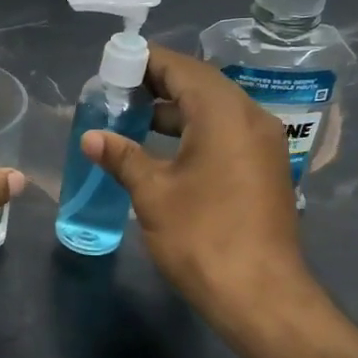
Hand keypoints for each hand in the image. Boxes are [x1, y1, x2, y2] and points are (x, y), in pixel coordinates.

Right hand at [81, 45, 323, 330]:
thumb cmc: (202, 238)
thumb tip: (91, 137)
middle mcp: (252, 119)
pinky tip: (166, 149)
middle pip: (202, 85)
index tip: (113, 65)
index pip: (183, 69)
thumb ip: (122, 157)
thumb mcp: (153, 194)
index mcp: (225, 115)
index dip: (146, 62)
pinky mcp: (266, 169)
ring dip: (178, 110)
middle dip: (159, 84)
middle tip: (118, 91)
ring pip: (216, 110)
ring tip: (134, 117)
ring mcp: (264, 145)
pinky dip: (197, 131)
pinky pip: (228, 133)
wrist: (261, 295)